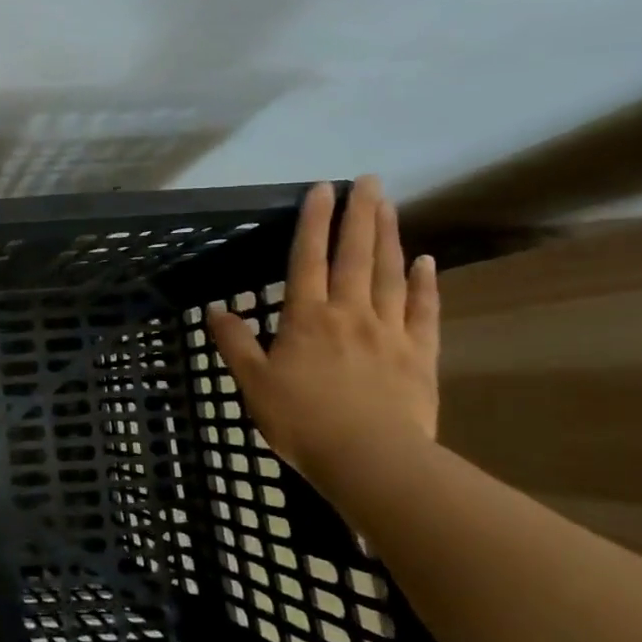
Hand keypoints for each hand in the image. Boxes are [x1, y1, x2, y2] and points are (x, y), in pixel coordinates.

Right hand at [208, 176, 438, 486]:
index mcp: (307, 317)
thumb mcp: (253, 384)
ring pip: (390, 274)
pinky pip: (423, 311)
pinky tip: (425, 262)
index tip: (321, 188)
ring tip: (389, 206)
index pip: (307, 259)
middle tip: (369, 180)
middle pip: (355, 255)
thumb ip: (235, 344)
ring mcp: (389, 332)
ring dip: (389, 237)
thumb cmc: (303, 420)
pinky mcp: (419, 355)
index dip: (313, 222)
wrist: (371, 460)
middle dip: (359, 215)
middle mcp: (349, 313)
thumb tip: (216, 310)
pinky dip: (425, 284)